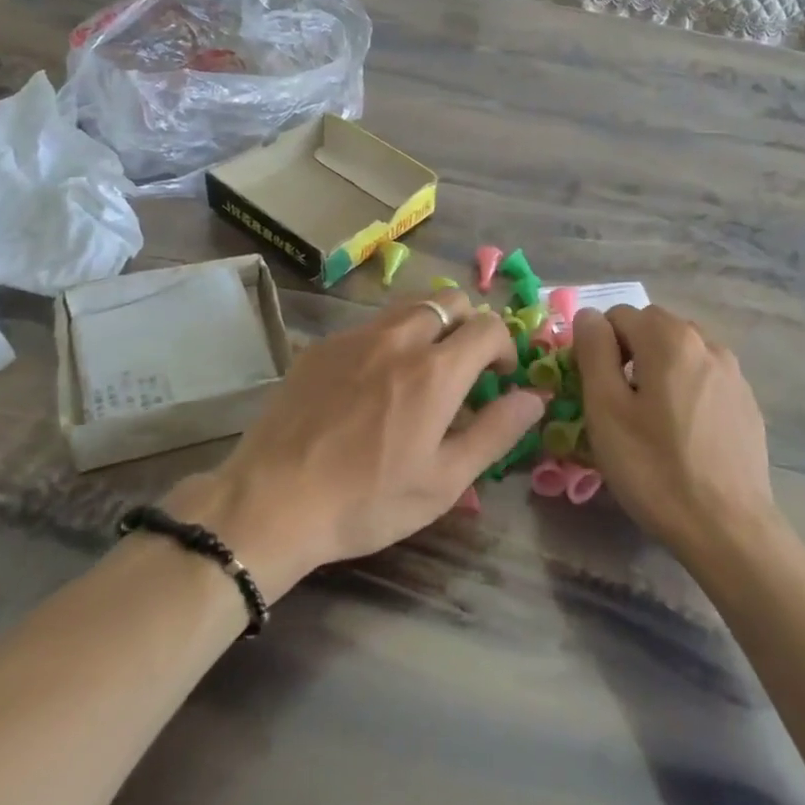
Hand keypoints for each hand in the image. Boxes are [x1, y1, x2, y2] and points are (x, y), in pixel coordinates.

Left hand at [164, 289, 543, 599]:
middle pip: (450, 301)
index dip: (504, 346)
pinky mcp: (321, 346)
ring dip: (430, 327)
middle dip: (469, 325)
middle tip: (463, 368)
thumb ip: (495, 432)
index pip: (489, 326)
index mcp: (436, 371)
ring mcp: (355, 337)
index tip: (498, 377)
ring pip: (409, 307)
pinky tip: (371, 383)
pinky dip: (388, 340)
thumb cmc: (366, 500)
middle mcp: (399, 339)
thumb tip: (533, 398)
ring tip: (420, 371)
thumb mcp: (444, 481)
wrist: (270, 503)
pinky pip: (369, 325)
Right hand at [571, 305, 775, 561]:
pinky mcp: (747, 402)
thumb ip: (593, 351)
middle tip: (618, 406)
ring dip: (658, 370)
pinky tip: (683, 435)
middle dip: (628, 354)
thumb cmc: (655, 468)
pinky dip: (686, 390)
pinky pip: (704, 378)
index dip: (598, 347)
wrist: (727, 528)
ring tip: (651, 421)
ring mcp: (733, 373)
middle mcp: (707, 343)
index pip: (618, 315)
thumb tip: (589, 315)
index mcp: (670, 338)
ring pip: (680, 353)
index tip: (595, 390)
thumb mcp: (606, 410)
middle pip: (652, 328)